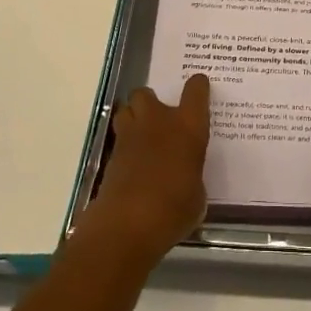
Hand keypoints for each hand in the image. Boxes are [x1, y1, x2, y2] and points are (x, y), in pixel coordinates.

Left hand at [85, 74, 210, 262]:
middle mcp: (158, 122)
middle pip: (146, 93)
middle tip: (160, 120)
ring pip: (125, 109)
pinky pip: (118, 138)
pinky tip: (133, 162)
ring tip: (143, 136)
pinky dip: (125, 145)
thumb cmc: (175, 207)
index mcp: (188, 126)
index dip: (198, 87)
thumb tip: (186, 176)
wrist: (128, 223)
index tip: (199, 88)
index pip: (196, 91)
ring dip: (133, 117)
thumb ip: (192, 175)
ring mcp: (130, 136)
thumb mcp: (197, 194)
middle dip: (151, 102)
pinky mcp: (111, 155)